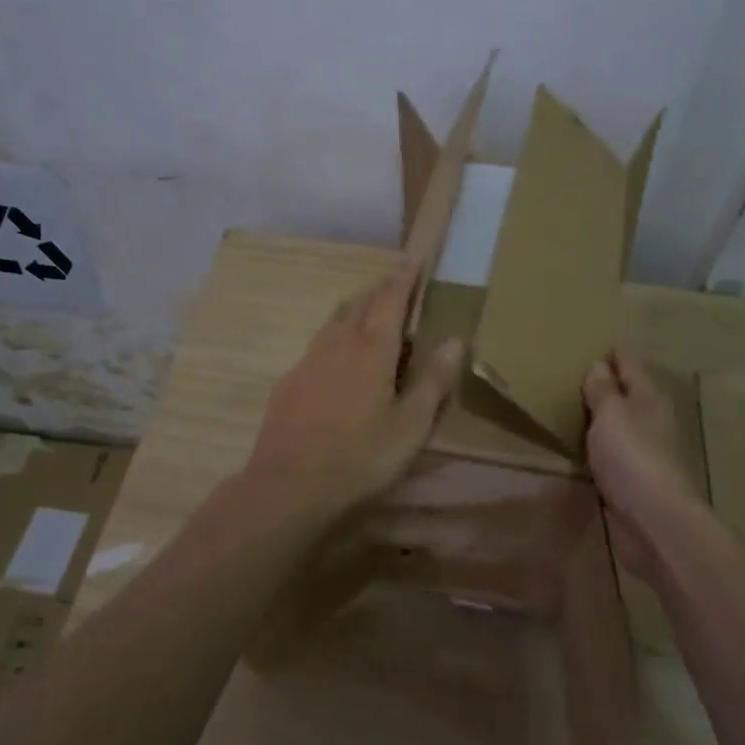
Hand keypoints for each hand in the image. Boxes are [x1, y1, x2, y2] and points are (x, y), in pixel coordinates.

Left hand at [243, 259, 464, 518]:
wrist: (288, 486)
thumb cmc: (361, 458)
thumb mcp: (411, 426)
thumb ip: (433, 382)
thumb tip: (456, 340)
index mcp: (372, 349)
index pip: (390, 299)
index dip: (403, 278)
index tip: (412, 259)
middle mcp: (338, 344)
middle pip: (360, 304)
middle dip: (379, 289)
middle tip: (394, 282)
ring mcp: (308, 361)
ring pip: (334, 321)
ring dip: (354, 309)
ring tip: (367, 310)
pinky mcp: (288, 382)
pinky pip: (317, 345)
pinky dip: (334, 337)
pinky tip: (335, 357)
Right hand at [583, 351, 700, 575]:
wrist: (656, 520)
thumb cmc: (632, 457)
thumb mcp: (610, 414)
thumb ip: (603, 390)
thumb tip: (600, 365)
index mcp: (650, 396)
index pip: (631, 363)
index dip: (614, 353)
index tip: (596, 345)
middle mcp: (654, 419)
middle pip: (631, 393)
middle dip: (611, 384)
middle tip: (580, 375)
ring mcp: (650, 450)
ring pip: (626, 423)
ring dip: (608, 416)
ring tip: (580, 408)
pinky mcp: (641, 478)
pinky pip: (620, 451)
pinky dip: (607, 444)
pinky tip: (590, 447)